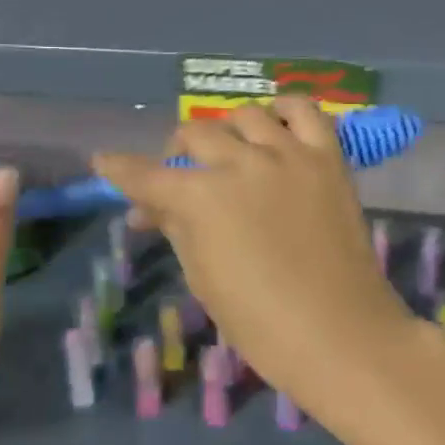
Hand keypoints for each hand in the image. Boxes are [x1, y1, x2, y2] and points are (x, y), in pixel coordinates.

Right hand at [93, 99, 417, 422]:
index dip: (120, 168)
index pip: (147, 175)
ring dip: (227, 130)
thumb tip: (147, 209)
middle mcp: (241, 163)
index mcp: (202, 198)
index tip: (104, 161)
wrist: (340, 334)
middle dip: (176, 152)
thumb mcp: (203, 277)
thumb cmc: (261, 323)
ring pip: (245, 115)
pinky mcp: (327, 157)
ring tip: (230, 151)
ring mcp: (288, 154)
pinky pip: (304, 110)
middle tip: (180, 175)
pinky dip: (284, 110)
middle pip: (194, 134)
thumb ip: (175, 228)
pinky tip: (275, 124)